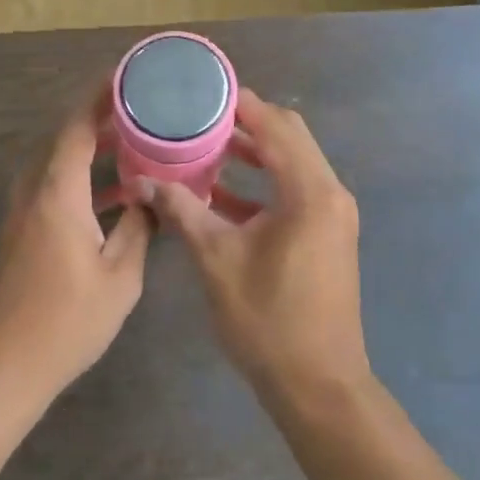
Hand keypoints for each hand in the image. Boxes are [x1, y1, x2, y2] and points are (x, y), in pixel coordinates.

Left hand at [0, 93, 151, 407]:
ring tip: (133, 147)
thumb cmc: (63, 323)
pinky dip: (80, 179)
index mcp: (57, 192)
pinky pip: (50, 187)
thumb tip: (150, 199)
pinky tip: (110, 200)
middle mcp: (33, 192)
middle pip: (64, 139)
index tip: (126, 76)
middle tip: (141, 112)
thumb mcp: (119, 279)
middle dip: (101, 120)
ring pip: (56, 164)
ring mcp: (19, 214)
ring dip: (91, 151)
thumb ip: (137, 230)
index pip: (77, 127)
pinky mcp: (16, 235)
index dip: (100, 97)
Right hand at [143, 91, 368, 406]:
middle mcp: (330, 192)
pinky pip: (296, 189)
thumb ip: (183, 212)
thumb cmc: (268, 321)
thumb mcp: (217, 261)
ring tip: (207, 146)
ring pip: (294, 163)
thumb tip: (146, 181)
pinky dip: (264, 183)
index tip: (204, 93)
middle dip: (247, 124)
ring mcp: (333, 214)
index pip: (276, 126)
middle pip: (290, 137)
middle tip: (202, 117)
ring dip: (255, 152)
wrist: (318, 386)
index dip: (241, 106)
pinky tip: (224, 193)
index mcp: (310, 191)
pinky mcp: (328, 233)